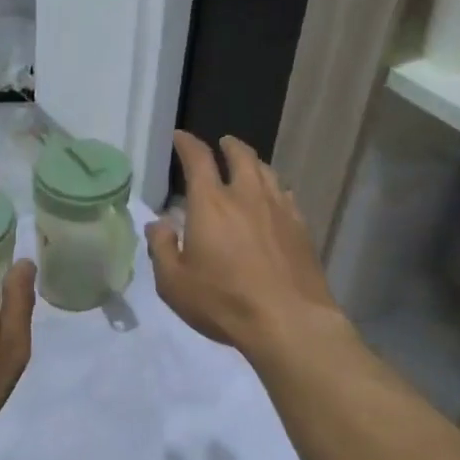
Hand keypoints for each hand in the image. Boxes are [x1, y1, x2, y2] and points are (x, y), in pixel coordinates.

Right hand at [146, 131, 340, 358]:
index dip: (188, 144)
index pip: (198, 159)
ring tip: (249, 166)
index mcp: (211, 203)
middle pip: (241, 156)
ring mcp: (279, 210)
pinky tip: (276, 199)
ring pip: (268, 172)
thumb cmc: (224, 302)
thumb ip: (162, 249)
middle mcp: (246, 196)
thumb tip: (158, 225)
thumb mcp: (174, 283)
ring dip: (254, 163)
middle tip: (223, 143)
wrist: (289, 322)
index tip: (181, 137)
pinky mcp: (301, 228)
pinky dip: (276, 189)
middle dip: (229, 146)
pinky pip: (287, 196)